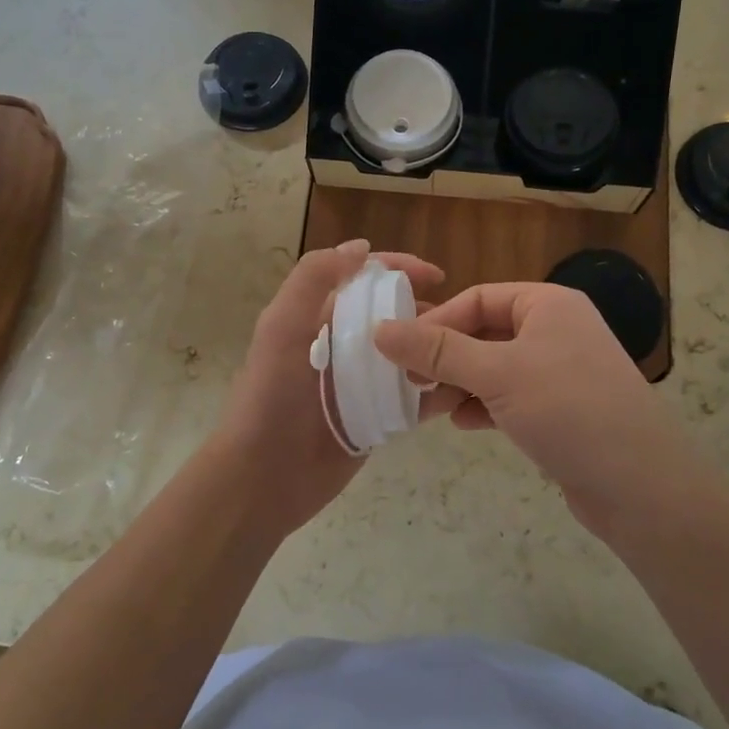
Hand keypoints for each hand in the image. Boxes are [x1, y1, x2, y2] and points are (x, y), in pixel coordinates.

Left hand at [207, 240, 446, 536]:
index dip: (398, 269)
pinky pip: (412, 398)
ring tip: (467, 353)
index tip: (437, 276)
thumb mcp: (282, 328)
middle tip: (461, 322)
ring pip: (407, 354)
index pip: (363, 279)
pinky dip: (435, 390)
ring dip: (434, 349)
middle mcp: (342, 345)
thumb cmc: (271, 398)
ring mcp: (360, 384)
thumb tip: (360, 248)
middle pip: (391, 315)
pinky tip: (460, 387)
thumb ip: (313, 280)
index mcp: (317, 318)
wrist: (262, 480)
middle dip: (425, 311)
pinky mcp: (376, 419)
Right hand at [373, 282, 689, 530]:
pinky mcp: (562, 410)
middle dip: (445, 358)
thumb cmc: (568, 410)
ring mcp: (561, 371)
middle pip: (485, 332)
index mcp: (547, 304)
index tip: (401, 352)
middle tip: (408, 383)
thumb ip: (438, 350)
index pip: (478, 298)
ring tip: (427, 409)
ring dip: (459, 384)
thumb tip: (380, 329)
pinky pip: (511, 396)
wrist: (641, 487)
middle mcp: (556, 330)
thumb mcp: (497, 374)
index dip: (437, 322)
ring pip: (495, 368)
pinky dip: (484, 406)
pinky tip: (463, 424)